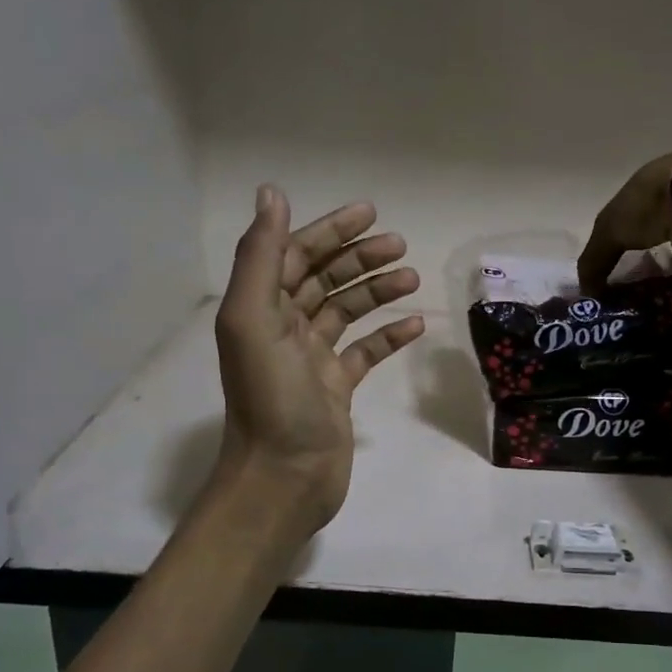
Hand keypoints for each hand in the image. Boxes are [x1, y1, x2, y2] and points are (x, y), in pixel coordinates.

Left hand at [212, 185, 424, 534]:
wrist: (284, 478)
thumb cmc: (270, 398)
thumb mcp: (255, 320)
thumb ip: (261, 256)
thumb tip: (271, 193)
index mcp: (260, 309)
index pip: (294, 255)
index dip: (329, 231)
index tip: (370, 214)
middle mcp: (283, 329)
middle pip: (323, 279)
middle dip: (360, 258)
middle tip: (400, 245)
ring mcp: (311, 360)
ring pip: (347, 312)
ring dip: (377, 291)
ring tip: (413, 278)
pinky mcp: (336, 389)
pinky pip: (365, 353)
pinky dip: (388, 336)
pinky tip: (416, 325)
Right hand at [578, 150, 671, 299]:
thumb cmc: (653, 204)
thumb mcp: (609, 229)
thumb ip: (594, 260)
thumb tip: (588, 292)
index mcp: (662, 183)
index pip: (642, 213)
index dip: (630, 238)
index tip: (621, 267)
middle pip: (670, 236)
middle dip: (656, 261)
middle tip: (641, 289)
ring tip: (664, 298)